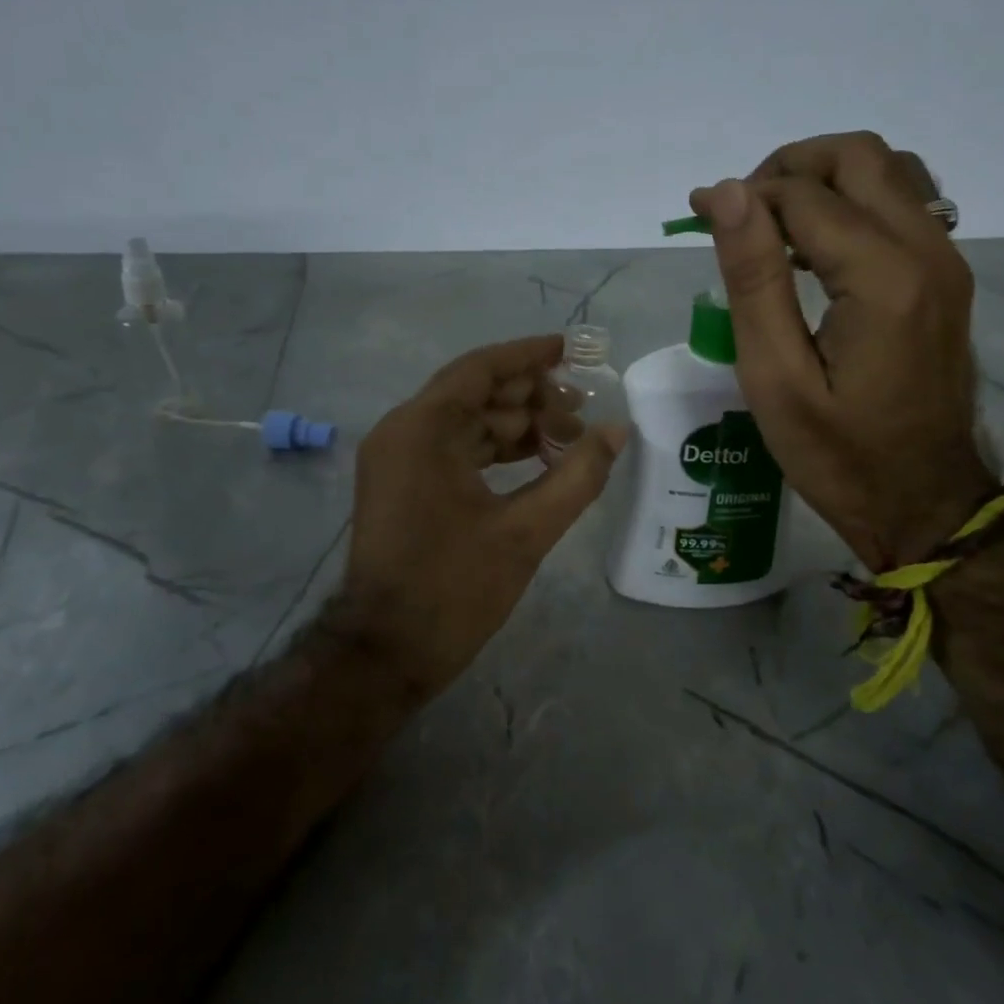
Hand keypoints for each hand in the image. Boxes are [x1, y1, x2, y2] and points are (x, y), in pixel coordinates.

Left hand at [338, 335, 626, 695]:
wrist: (384, 653)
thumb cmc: (452, 589)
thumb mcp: (525, 532)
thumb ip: (577, 476)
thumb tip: (619, 431)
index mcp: (422, 429)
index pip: (480, 369)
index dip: (529, 355)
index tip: (572, 350)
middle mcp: (402, 432)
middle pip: (474, 393)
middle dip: (531, 397)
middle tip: (582, 411)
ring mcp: (398, 459)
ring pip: (466, 422)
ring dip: (516, 426)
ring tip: (570, 439)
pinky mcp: (403, 484)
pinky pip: (455, 449)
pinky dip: (495, 451)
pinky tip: (537, 461)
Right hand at [691, 131, 992, 570]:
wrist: (924, 503)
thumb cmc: (838, 455)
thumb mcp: (775, 377)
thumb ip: (754, 279)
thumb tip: (727, 194)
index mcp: (883, 278)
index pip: (804, 195)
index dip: (743, 195)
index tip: (696, 215)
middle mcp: (928, 251)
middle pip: (859, 155)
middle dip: (788, 168)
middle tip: (740, 214)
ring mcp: (947, 262)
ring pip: (889, 170)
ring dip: (824, 179)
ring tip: (774, 225)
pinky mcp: (947, 278)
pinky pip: (904, 204)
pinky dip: (853, 202)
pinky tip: (815, 248)